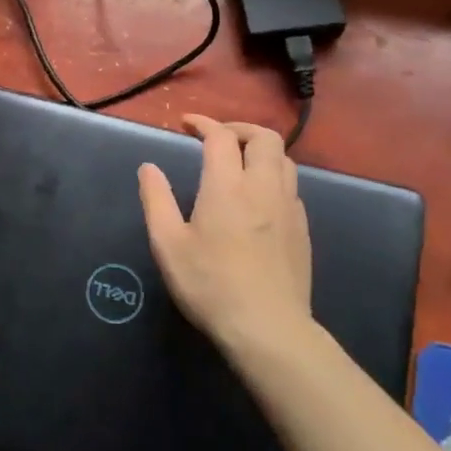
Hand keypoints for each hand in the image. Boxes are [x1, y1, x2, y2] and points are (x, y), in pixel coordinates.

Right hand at [137, 115, 313, 351]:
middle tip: (216, 138)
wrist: (267, 328)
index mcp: (227, 187)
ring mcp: (289, 207)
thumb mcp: (168, 244)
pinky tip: (258, 197)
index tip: (186, 124)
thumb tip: (148, 167)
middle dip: (239, 128)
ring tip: (239, 162)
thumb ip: (156, 200)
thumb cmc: (210, 284)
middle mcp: (262, 187)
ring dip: (260, 149)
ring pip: (284, 159)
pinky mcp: (302, 229)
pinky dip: (273, 176)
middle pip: (264, 137)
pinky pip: (291, 186)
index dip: (203, 123)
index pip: (221, 136)